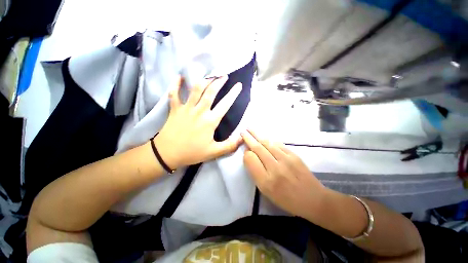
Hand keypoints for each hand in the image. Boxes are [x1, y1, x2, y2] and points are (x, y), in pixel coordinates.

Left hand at [155, 76, 242, 169]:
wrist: (167, 153)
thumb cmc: (192, 152)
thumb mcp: (213, 152)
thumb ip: (229, 145)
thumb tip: (243, 138)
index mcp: (210, 121)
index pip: (225, 104)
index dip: (233, 94)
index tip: (238, 85)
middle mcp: (199, 111)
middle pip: (210, 92)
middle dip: (219, 82)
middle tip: (224, 76)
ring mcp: (186, 108)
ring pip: (196, 89)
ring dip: (204, 80)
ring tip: (210, 76)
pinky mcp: (175, 109)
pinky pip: (174, 93)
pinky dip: (176, 84)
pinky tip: (180, 77)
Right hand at [241, 129, 326, 218]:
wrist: (312, 199)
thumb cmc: (286, 198)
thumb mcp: (266, 191)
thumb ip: (256, 172)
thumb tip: (250, 155)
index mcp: (266, 181)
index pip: (251, 160)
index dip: (246, 153)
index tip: (245, 150)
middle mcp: (275, 169)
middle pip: (258, 148)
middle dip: (249, 138)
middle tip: (243, 131)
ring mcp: (286, 160)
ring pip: (267, 143)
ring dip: (257, 135)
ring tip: (250, 129)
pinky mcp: (294, 155)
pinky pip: (278, 144)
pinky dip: (269, 139)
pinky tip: (264, 136)